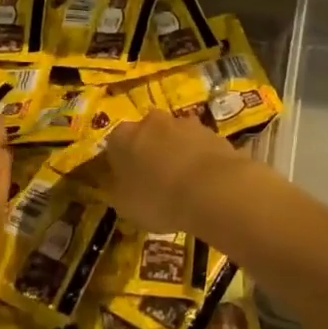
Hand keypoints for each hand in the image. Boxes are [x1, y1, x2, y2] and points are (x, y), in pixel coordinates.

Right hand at [87, 109, 254, 235]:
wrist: (214, 190)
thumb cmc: (159, 199)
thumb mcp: (125, 206)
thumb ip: (117, 190)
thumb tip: (118, 184)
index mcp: (123, 137)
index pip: (113, 146)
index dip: (118, 165)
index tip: (126, 183)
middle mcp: (151, 121)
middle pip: (145, 136)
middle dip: (148, 154)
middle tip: (154, 182)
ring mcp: (185, 123)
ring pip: (174, 138)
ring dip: (175, 154)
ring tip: (183, 185)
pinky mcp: (212, 132)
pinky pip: (198, 147)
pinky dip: (198, 160)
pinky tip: (204, 183)